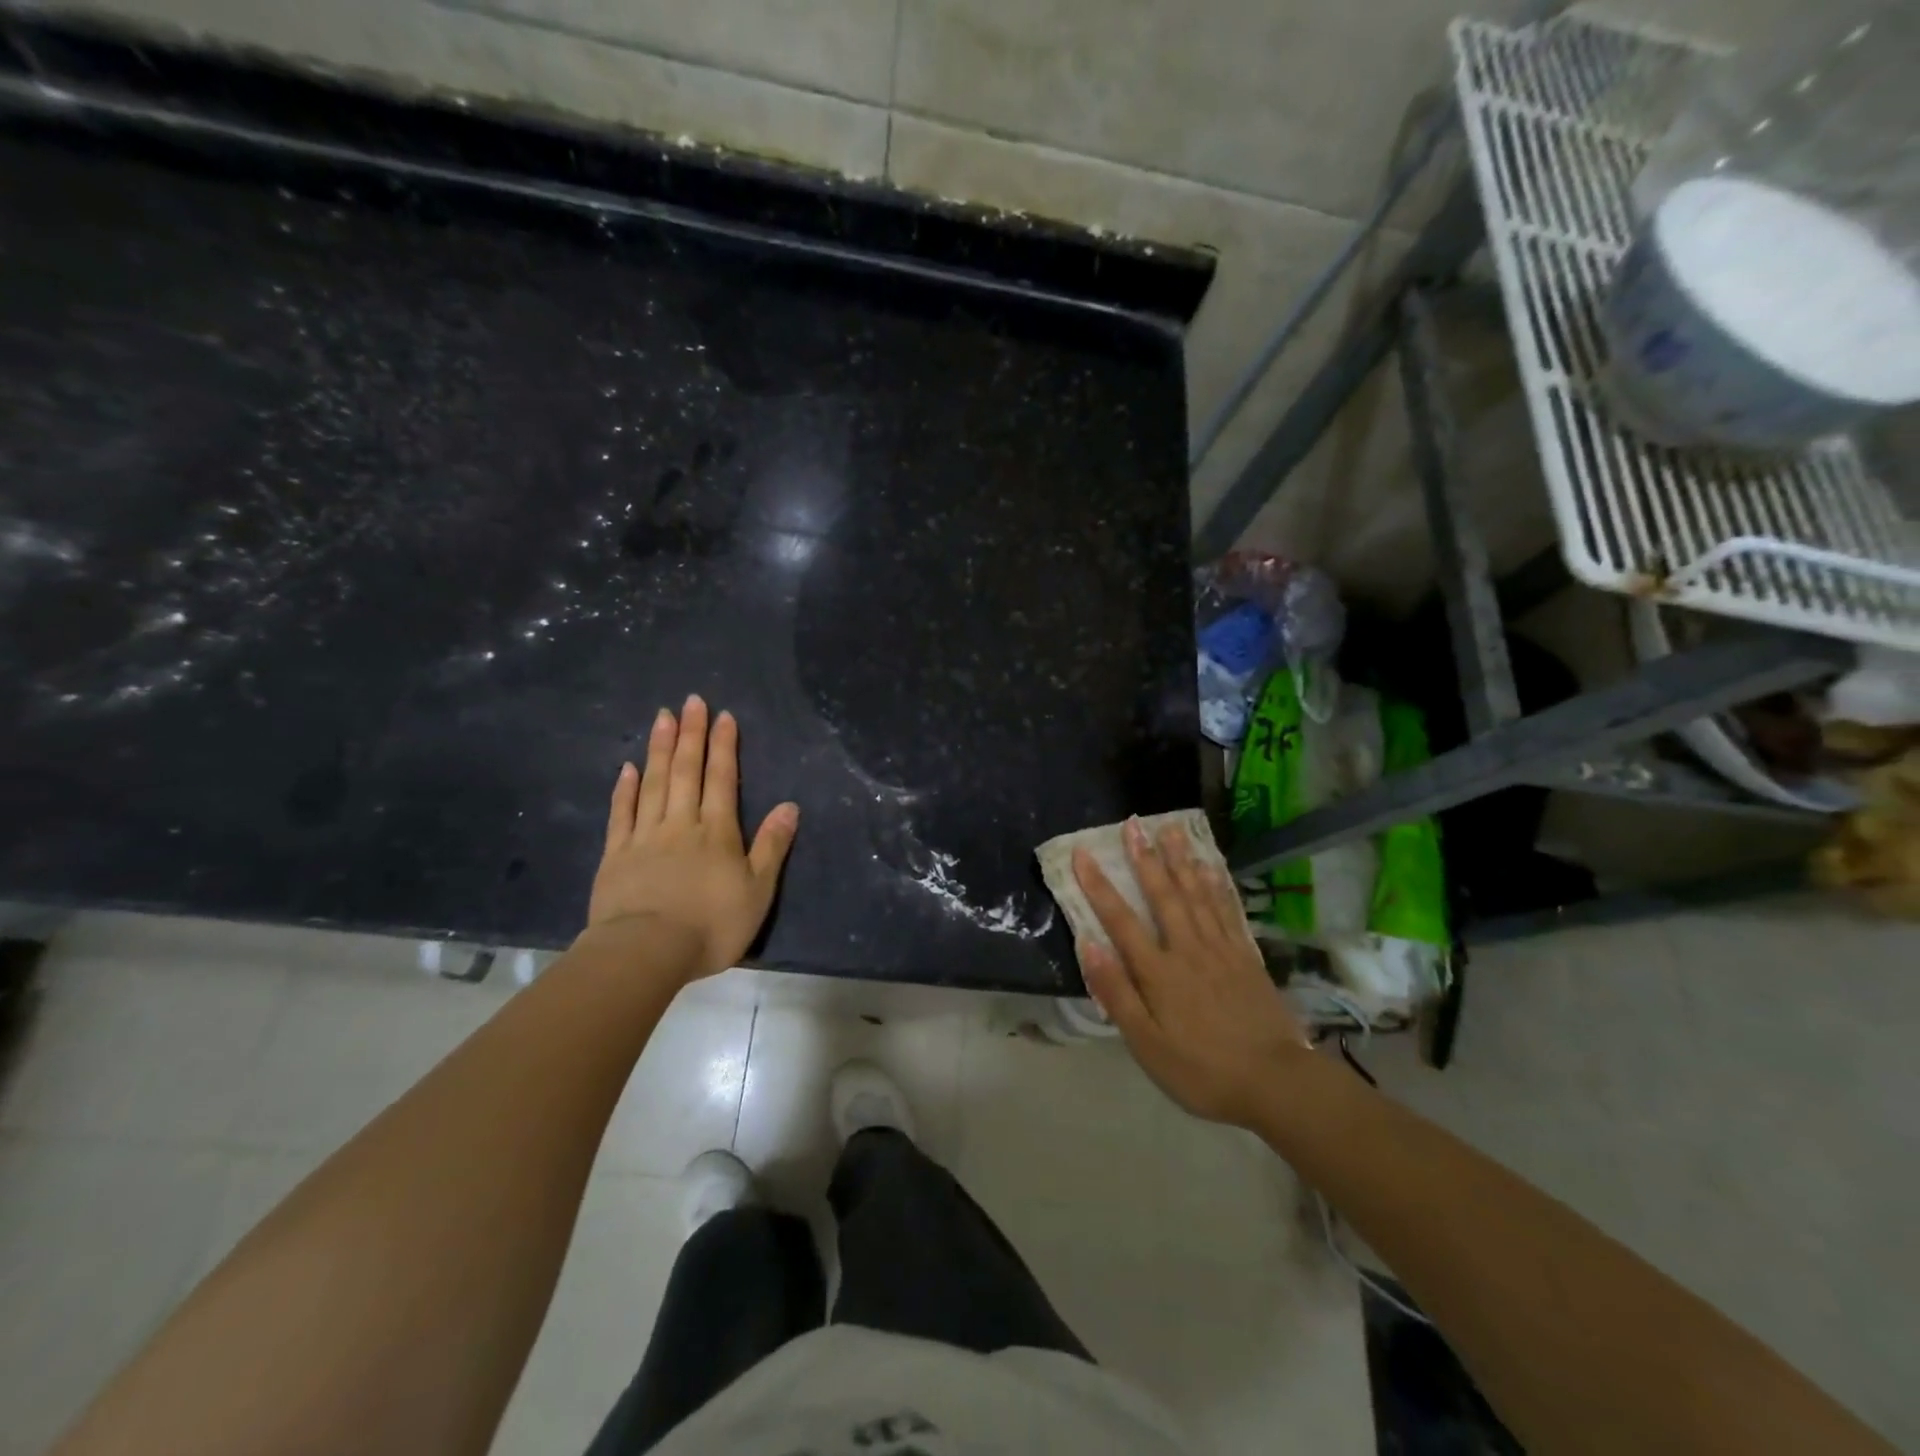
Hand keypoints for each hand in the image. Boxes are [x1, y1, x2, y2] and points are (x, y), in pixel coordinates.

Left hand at [586, 695, 799, 981]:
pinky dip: (625, 789)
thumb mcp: (757, 891)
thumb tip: (790, 806)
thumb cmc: (711, 925)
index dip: (724, 746)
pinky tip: (628, 767)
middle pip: (686, 772)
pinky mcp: (616, 856)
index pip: (722, 779)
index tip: (723, 715)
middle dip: (691, 734)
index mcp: (717, 832)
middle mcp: (681, 824)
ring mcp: (644, 837)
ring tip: (662, 718)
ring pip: (654, 784)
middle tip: (691, 701)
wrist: (646, 953)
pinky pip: (621, 814)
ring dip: (660, 749)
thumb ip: (771, 847)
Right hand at [1072, 818, 1309, 1127]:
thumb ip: (1117, 992)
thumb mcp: (1147, 1044)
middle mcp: (1188, 949)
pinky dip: (1216, 885)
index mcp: (1159, 972)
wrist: (1275, 1083)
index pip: (1121, 920)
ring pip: (1196, 894)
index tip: (1082, 853)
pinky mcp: (1246, 956)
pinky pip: (1227, 910)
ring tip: (1170, 829)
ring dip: (1181, 860)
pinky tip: (1209, 866)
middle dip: (1145, 858)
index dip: (1098, 885)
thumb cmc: (1201, 1070)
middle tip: (1133, 824)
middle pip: (1162, 895)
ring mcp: (1221, 949)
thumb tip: (1089, 944)